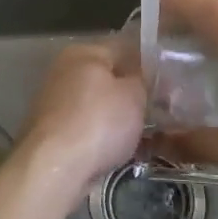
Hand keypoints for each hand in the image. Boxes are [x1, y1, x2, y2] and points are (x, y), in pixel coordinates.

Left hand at [14, 43, 146, 205]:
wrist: (54, 170)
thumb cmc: (98, 122)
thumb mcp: (134, 95)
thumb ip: (143, 79)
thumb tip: (144, 75)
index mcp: (83, 52)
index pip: (123, 48)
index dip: (148, 64)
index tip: (168, 84)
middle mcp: (63, 71)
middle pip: (107, 78)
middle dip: (131, 94)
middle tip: (159, 111)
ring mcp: (53, 102)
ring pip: (97, 105)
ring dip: (117, 118)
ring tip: (144, 136)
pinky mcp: (50, 132)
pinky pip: (85, 128)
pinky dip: (101, 137)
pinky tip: (118, 151)